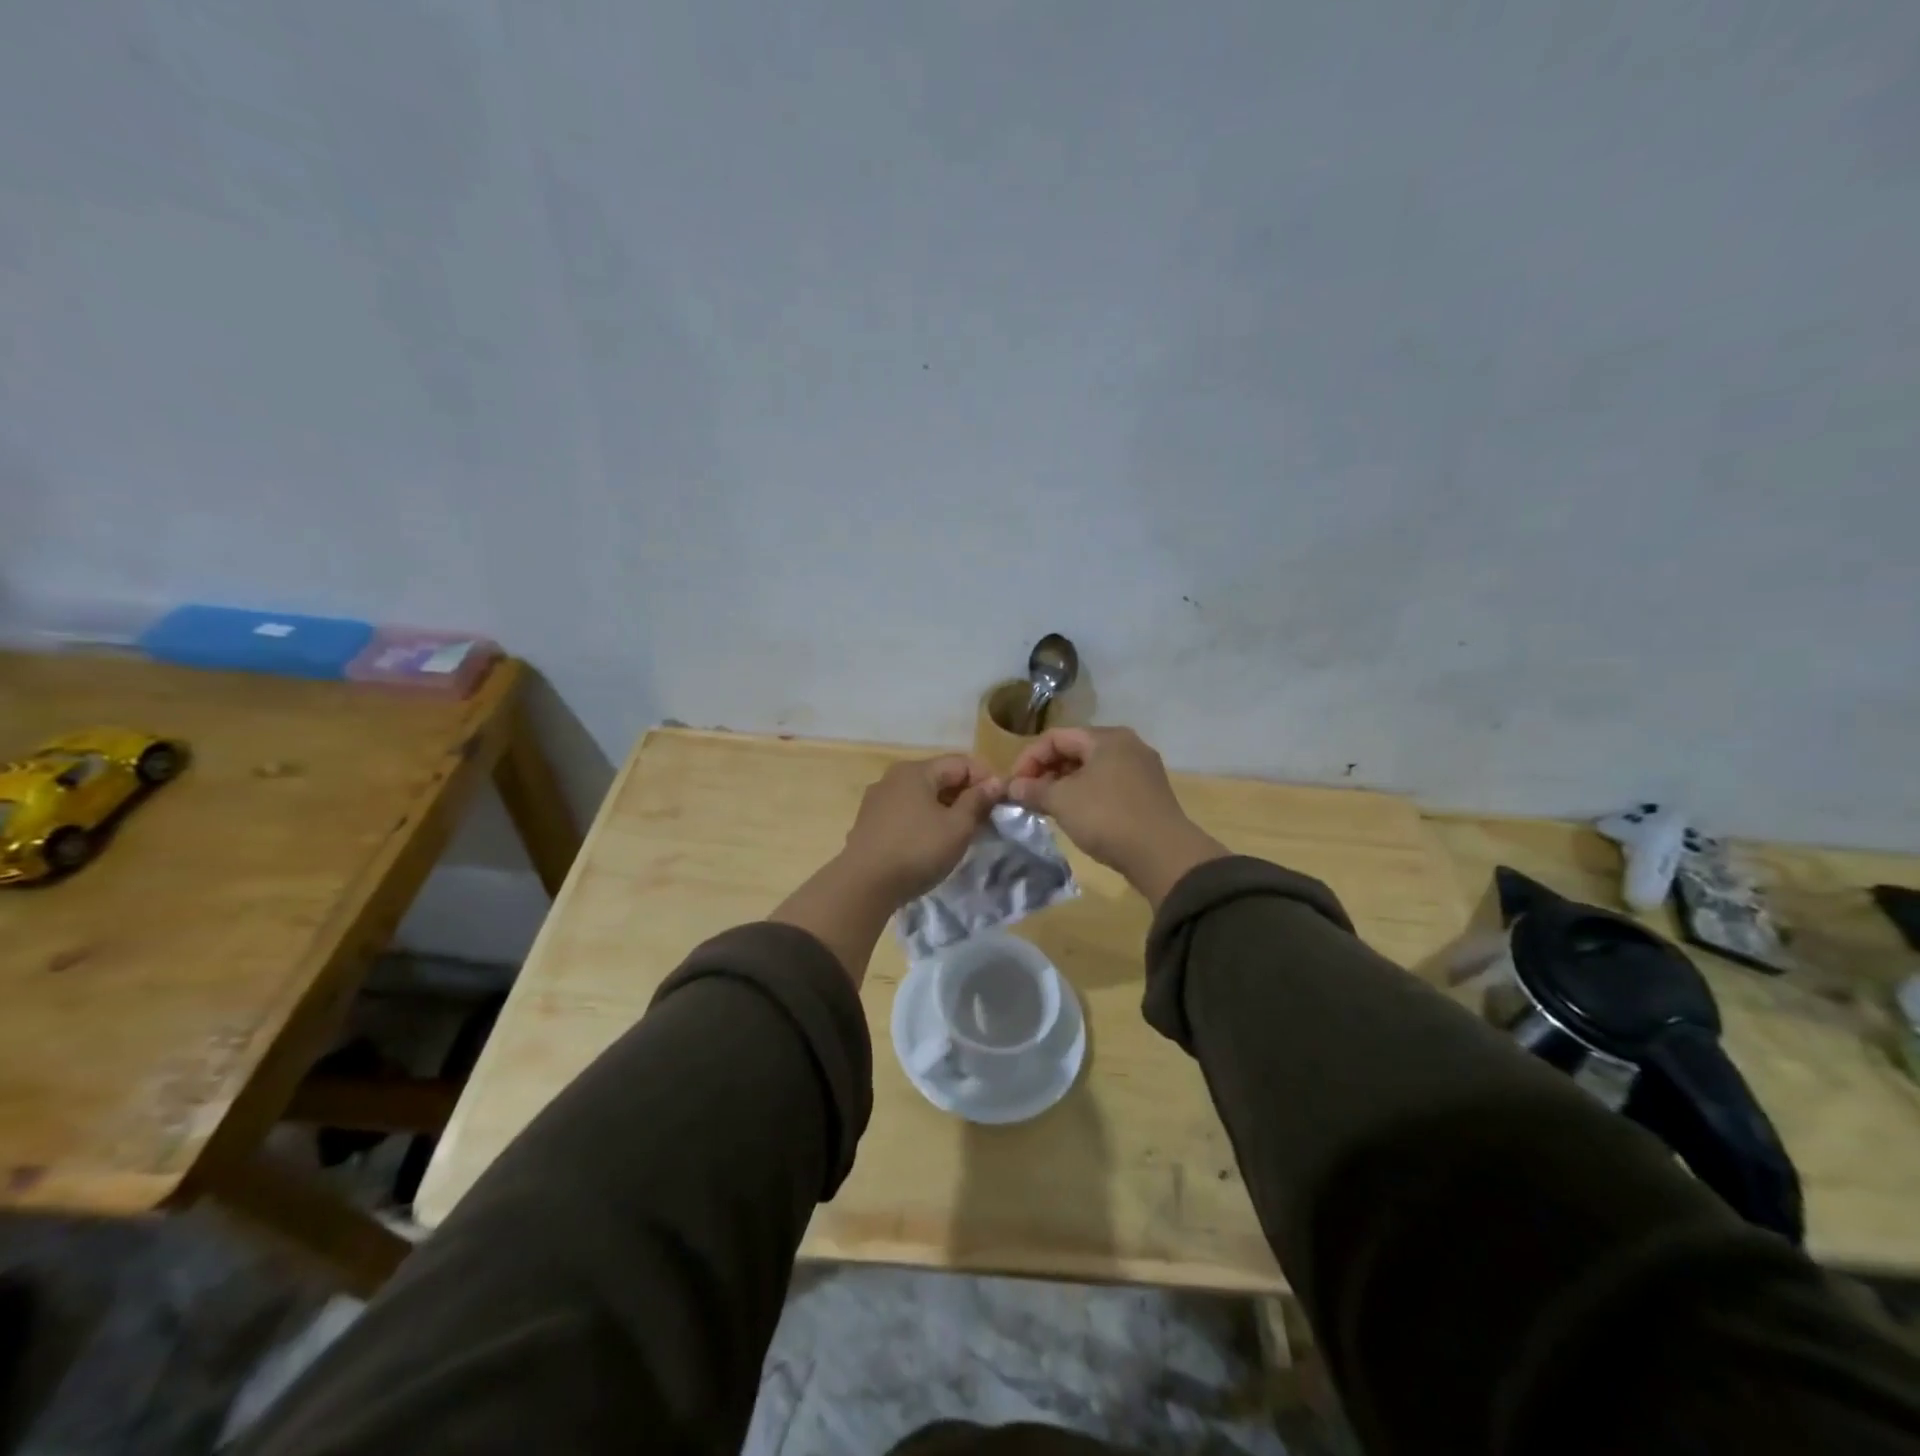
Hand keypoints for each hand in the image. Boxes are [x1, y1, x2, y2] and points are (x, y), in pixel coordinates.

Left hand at [839, 755, 1002, 906]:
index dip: (986, 778)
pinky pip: (905, 812)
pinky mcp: (869, 823)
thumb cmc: (917, 850)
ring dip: (945, 809)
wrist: (863, 885)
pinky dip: (924, 820)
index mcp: (916, 770)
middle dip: (965, 794)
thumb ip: (977, 801)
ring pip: (921, 796)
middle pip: (939, 777)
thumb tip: (995, 783)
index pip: (961, 762)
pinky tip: (931, 842)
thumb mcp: (957, 827)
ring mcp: (877, 800)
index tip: (1002, 802)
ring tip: (961, 832)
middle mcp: (893, 777)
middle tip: (985, 819)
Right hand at [1006, 727, 1226, 906]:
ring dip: (1064, 785)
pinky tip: (1075, 816)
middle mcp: (1127, 746)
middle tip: (1027, 796)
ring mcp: (1141, 770)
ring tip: (1046, 807)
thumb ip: (1034, 789)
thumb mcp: (1063, 801)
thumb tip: (1012, 786)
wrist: (1163, 855)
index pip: (1056, 737)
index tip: (1013, 784)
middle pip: (1075, 750)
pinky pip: (1107, 785)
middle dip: (1046, 771)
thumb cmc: (1108, 817)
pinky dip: (1085, 795)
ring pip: (1091, 769)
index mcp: (1107, 738)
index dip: (1028, 758)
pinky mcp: (1148, 794)